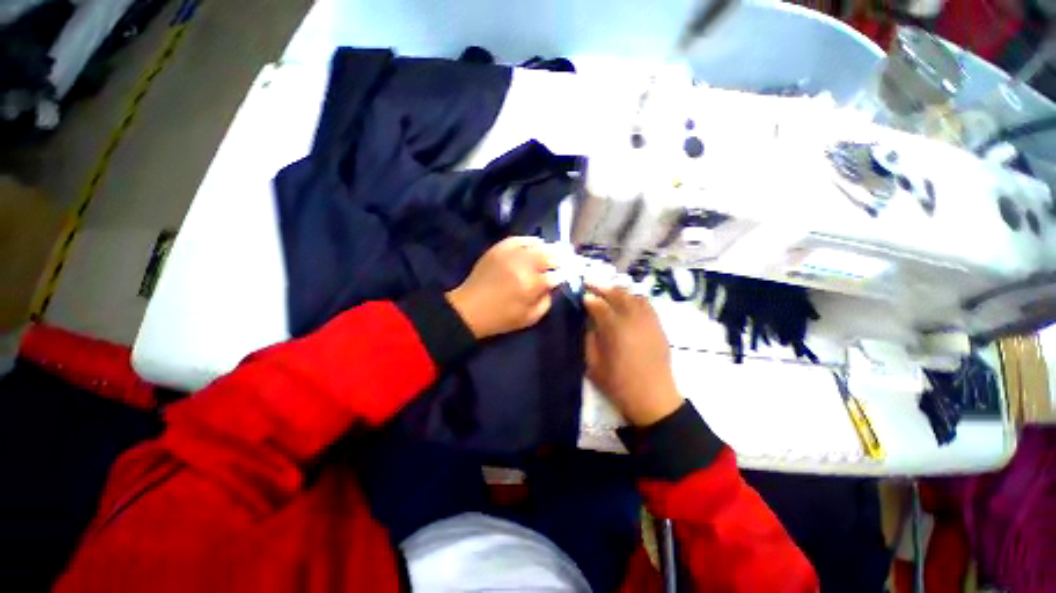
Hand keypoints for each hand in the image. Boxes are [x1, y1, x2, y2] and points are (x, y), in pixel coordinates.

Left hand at [446, 237, 557, 339]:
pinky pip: (518, 239)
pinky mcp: (498, 249)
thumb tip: (554, 286)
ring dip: (549, 247)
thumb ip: (547, 301)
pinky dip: (530, 240)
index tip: (571, 273)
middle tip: (568, 258)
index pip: (557, 274)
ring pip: (536, 245)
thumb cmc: (502, 318)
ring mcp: (509, 254)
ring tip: (555, 250)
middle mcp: (523, 265)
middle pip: (550, 255)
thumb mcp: (530, 318)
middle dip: (561, 257)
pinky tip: (536, 243)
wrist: (470, 309)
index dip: (567, 273)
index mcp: (532, 285)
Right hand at [584, 284, 683, 425]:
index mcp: (614, 329)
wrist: (653, 398)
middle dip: (601, 286)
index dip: (589, 298)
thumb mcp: (593, 364)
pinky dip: (634, 297)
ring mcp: (648, 320)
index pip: (599, 305)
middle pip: (616, 294)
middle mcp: (632, 319)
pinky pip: (646, 303)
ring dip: (618, 290)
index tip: (581, 295)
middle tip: (590, 283)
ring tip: (607, 290)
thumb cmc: (618, 384)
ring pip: (632, 295)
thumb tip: (588, 321)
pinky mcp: (658, 325)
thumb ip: (589, 339)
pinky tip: (628, 299)